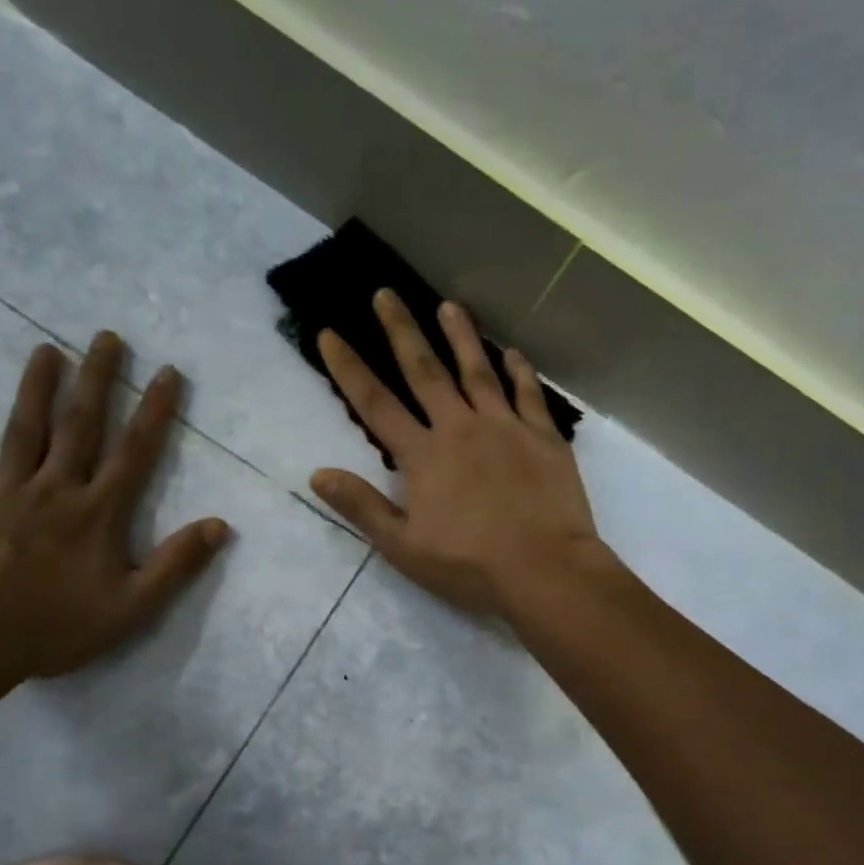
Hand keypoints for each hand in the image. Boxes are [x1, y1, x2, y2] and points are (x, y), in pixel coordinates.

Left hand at [0, 333, 229, 677]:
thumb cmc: (58, 626)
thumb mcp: (134, 606)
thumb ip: (177, 563)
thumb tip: (220, 525)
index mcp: (99, 511)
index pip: (135, 451)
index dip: (154, 410)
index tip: (167, 371)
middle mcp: (57, 489)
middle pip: (80, 425)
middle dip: (97, 379)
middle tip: (105, 336)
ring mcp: (7, 493)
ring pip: (25, 431)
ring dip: (36, 389)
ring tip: (45, 350)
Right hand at [309, 290, 599, 616]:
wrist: (545, 571)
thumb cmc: (469, 565)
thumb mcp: (403, 547)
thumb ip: (362, 506)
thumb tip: (318, 474)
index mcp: (423, 456)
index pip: (376, 404)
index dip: (349, 368)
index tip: (329, 333)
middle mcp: (460, 429)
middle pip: (425, 372)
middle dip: (402, 331)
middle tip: (387, 294)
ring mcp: (505, 428)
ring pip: (478, 371)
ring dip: (461, 336)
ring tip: (449, 305)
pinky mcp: (543, 438)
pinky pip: (528, 395)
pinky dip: (519, 372)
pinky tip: (513, 353)